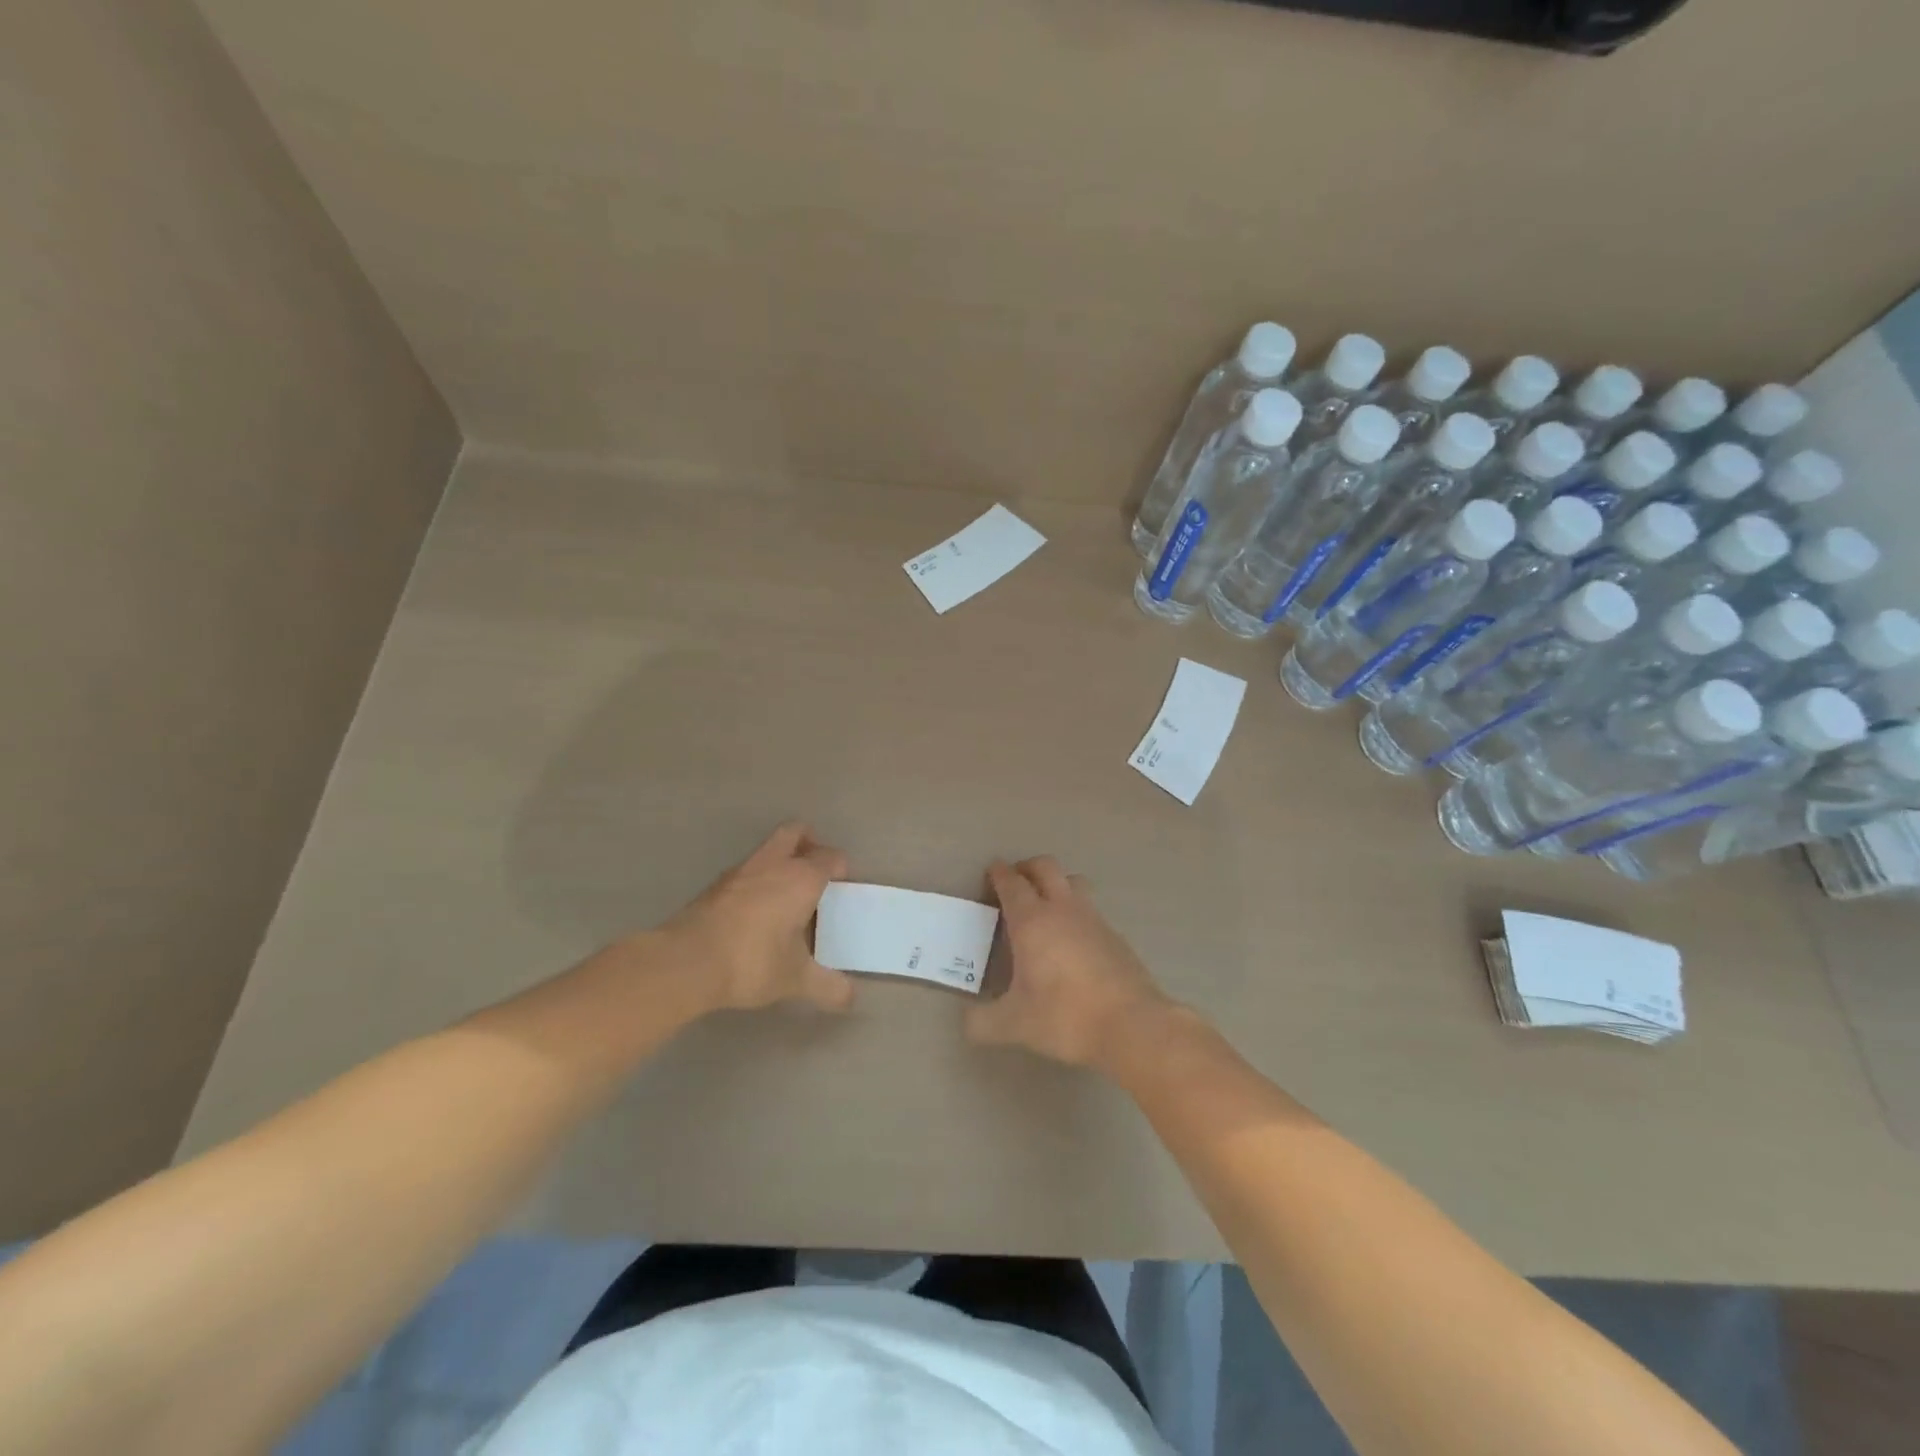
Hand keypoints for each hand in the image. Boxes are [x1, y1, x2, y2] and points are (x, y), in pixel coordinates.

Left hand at [658, 822, 855, 1013]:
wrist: (686, 962)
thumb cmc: (752, 962)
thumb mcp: (795, 979)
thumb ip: (827, 987)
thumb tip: (851, 998)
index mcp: (801, 879)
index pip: (830, 857)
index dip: (840, 868)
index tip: (842, 888)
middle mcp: (773, 865)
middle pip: (795, 832)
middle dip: (809, 842)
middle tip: (815, 869)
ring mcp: (740, 872)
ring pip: (767, 850)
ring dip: (780, 862)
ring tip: (786, 896)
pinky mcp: (714, 886)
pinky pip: (745, 872)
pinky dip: (756, 881)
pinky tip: (756, 912)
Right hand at [965, 857, 1172, 1067]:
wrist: (1132, 1025)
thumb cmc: (1066, 1017)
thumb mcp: (1015, 1025)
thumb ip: (983, 1022)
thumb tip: (968, 1022)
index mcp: (1032, 921)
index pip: (1011, 883)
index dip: (999, 874)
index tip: (991, 872)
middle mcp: (1062, 909)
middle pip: (1045, 867)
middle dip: (1027, 867)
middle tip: (1015, 881)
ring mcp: (1094, 919)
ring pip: (1073, 882)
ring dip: (1056, 883)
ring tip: (1045, 904)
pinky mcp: (1115, 935)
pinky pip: (1090, 909)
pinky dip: (1076, 911)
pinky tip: (1072, 939)